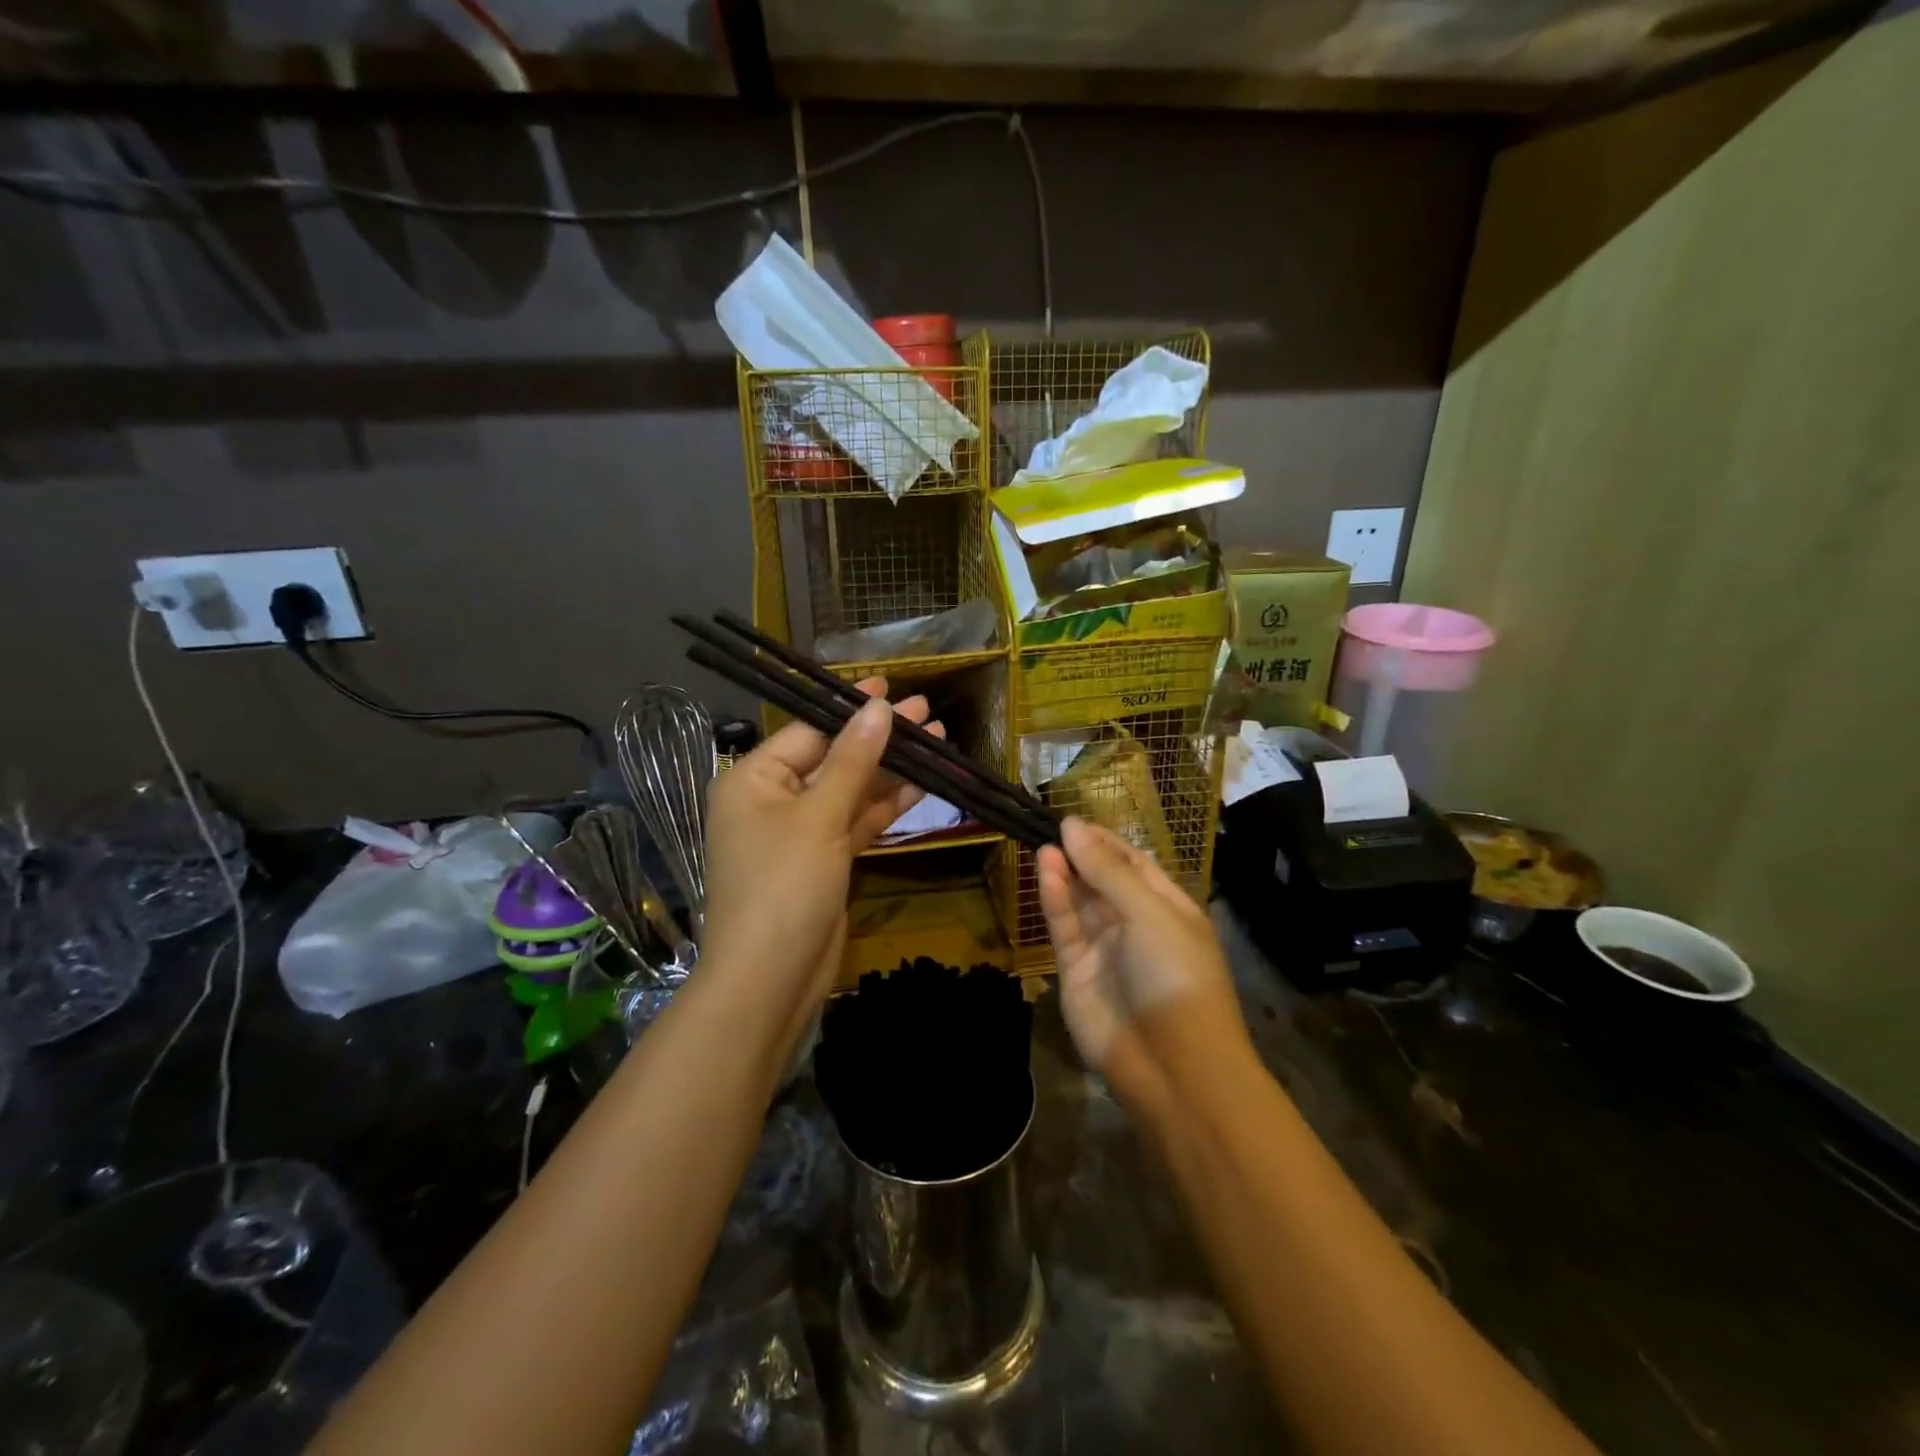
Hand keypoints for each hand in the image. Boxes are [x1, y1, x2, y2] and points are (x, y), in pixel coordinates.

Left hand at [700, 680, 939, 1051]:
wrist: (771, 980)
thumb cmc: (784, 886)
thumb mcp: (819, 817)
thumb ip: (853, 761)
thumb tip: (879, 707)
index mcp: (754, 780)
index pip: (809, 731)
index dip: (851, 709)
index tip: (891, 687)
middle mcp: (773, 800)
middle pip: (834, 759)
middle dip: (879, 739)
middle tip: (926, 713)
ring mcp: (800, 834)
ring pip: (850, 791)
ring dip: (890, 771)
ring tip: (937, 742)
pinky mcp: (823, 861)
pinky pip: (856, 823)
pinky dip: (885, 807)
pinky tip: (921, 786)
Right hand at [1037, 817, 1248, 1103]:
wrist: (1173, 1065)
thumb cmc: (1175, 975)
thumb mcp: (1149, 913)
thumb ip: (1107, 870)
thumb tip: (1072, 826)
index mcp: (1168, 908)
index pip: (1133, 863)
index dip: (1105, 841)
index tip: (1074, 819)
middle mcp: (1135, 924)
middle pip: (1103, 880)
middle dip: (1081, 854)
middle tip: (1051, 828)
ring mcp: (1104, 949)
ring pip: (1080, 902)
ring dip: (1064, 873)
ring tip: (1044, 846)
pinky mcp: (1076, 971)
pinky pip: (1064, 927)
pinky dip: (1055, 900)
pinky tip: (1045, 872)